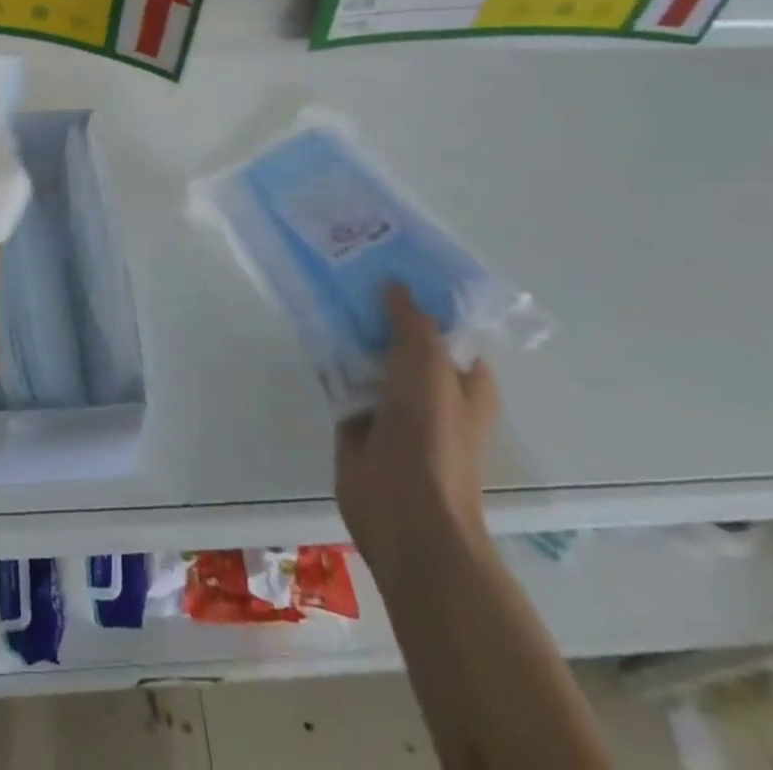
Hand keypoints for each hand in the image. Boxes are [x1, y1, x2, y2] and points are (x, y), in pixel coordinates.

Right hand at [336, 285, 499, 571]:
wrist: (405, 514)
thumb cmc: (432, 437)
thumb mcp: (430, 366)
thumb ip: (411, 321)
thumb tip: (393, 285)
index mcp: (464, 379)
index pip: (445, 325)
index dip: (421, 293)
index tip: (390, 259)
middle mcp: (429, 388)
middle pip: (401, 337)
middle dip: (377, 307)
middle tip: (347, 266)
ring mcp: (392, 406)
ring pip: (367, 356)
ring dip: (348, 329)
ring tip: (322, 286)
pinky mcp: (356, 421)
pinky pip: (341, 378)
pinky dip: (328, 358)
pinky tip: (308, 327)